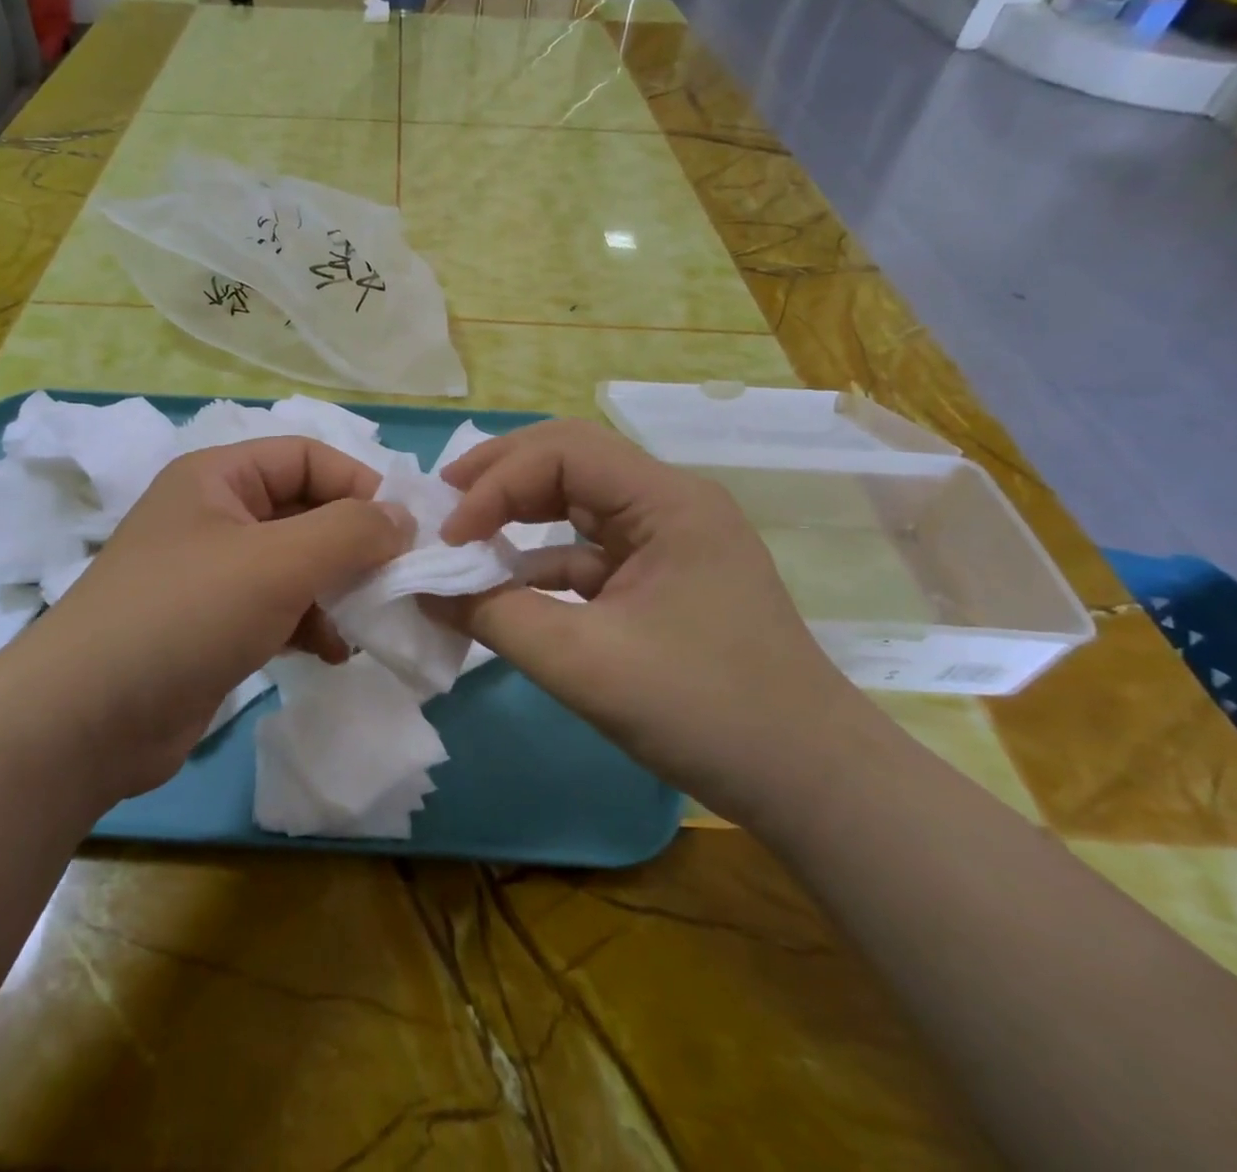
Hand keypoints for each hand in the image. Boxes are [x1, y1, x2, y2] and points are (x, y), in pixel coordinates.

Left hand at [8, 438, 413, 801]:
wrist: (86, 720)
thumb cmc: (185, 615)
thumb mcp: (278, 562)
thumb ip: (350, 532)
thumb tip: (403, 518)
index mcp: (218, 477)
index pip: (306, 456)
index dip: (358, 484)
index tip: (403, 531)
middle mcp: (214, 516)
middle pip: (304, 511)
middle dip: (352, 544)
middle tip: (396, 580)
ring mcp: (212, 574)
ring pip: (296, 564)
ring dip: (337, 589)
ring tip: (367, 621)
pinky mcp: (214, 626)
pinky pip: (279, 608)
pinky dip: (311, 624)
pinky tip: (333, 652)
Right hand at [436, 419, 863, 820]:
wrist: (809, 782)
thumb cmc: (704, 710)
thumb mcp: (584, 662)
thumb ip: (495, 616)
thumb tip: (426, 590)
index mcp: (667, 501)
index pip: (564, 452)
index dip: (496, 483)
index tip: (451, 538)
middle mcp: (670, 504)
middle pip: (571, 460)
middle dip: (501, 476)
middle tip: (443, 501)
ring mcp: (669, 542)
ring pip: (578, 503)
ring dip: (518, 515)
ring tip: (463, 533)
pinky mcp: (662, 580)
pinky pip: (589, 551)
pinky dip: (541, 562)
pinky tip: (505, 586)